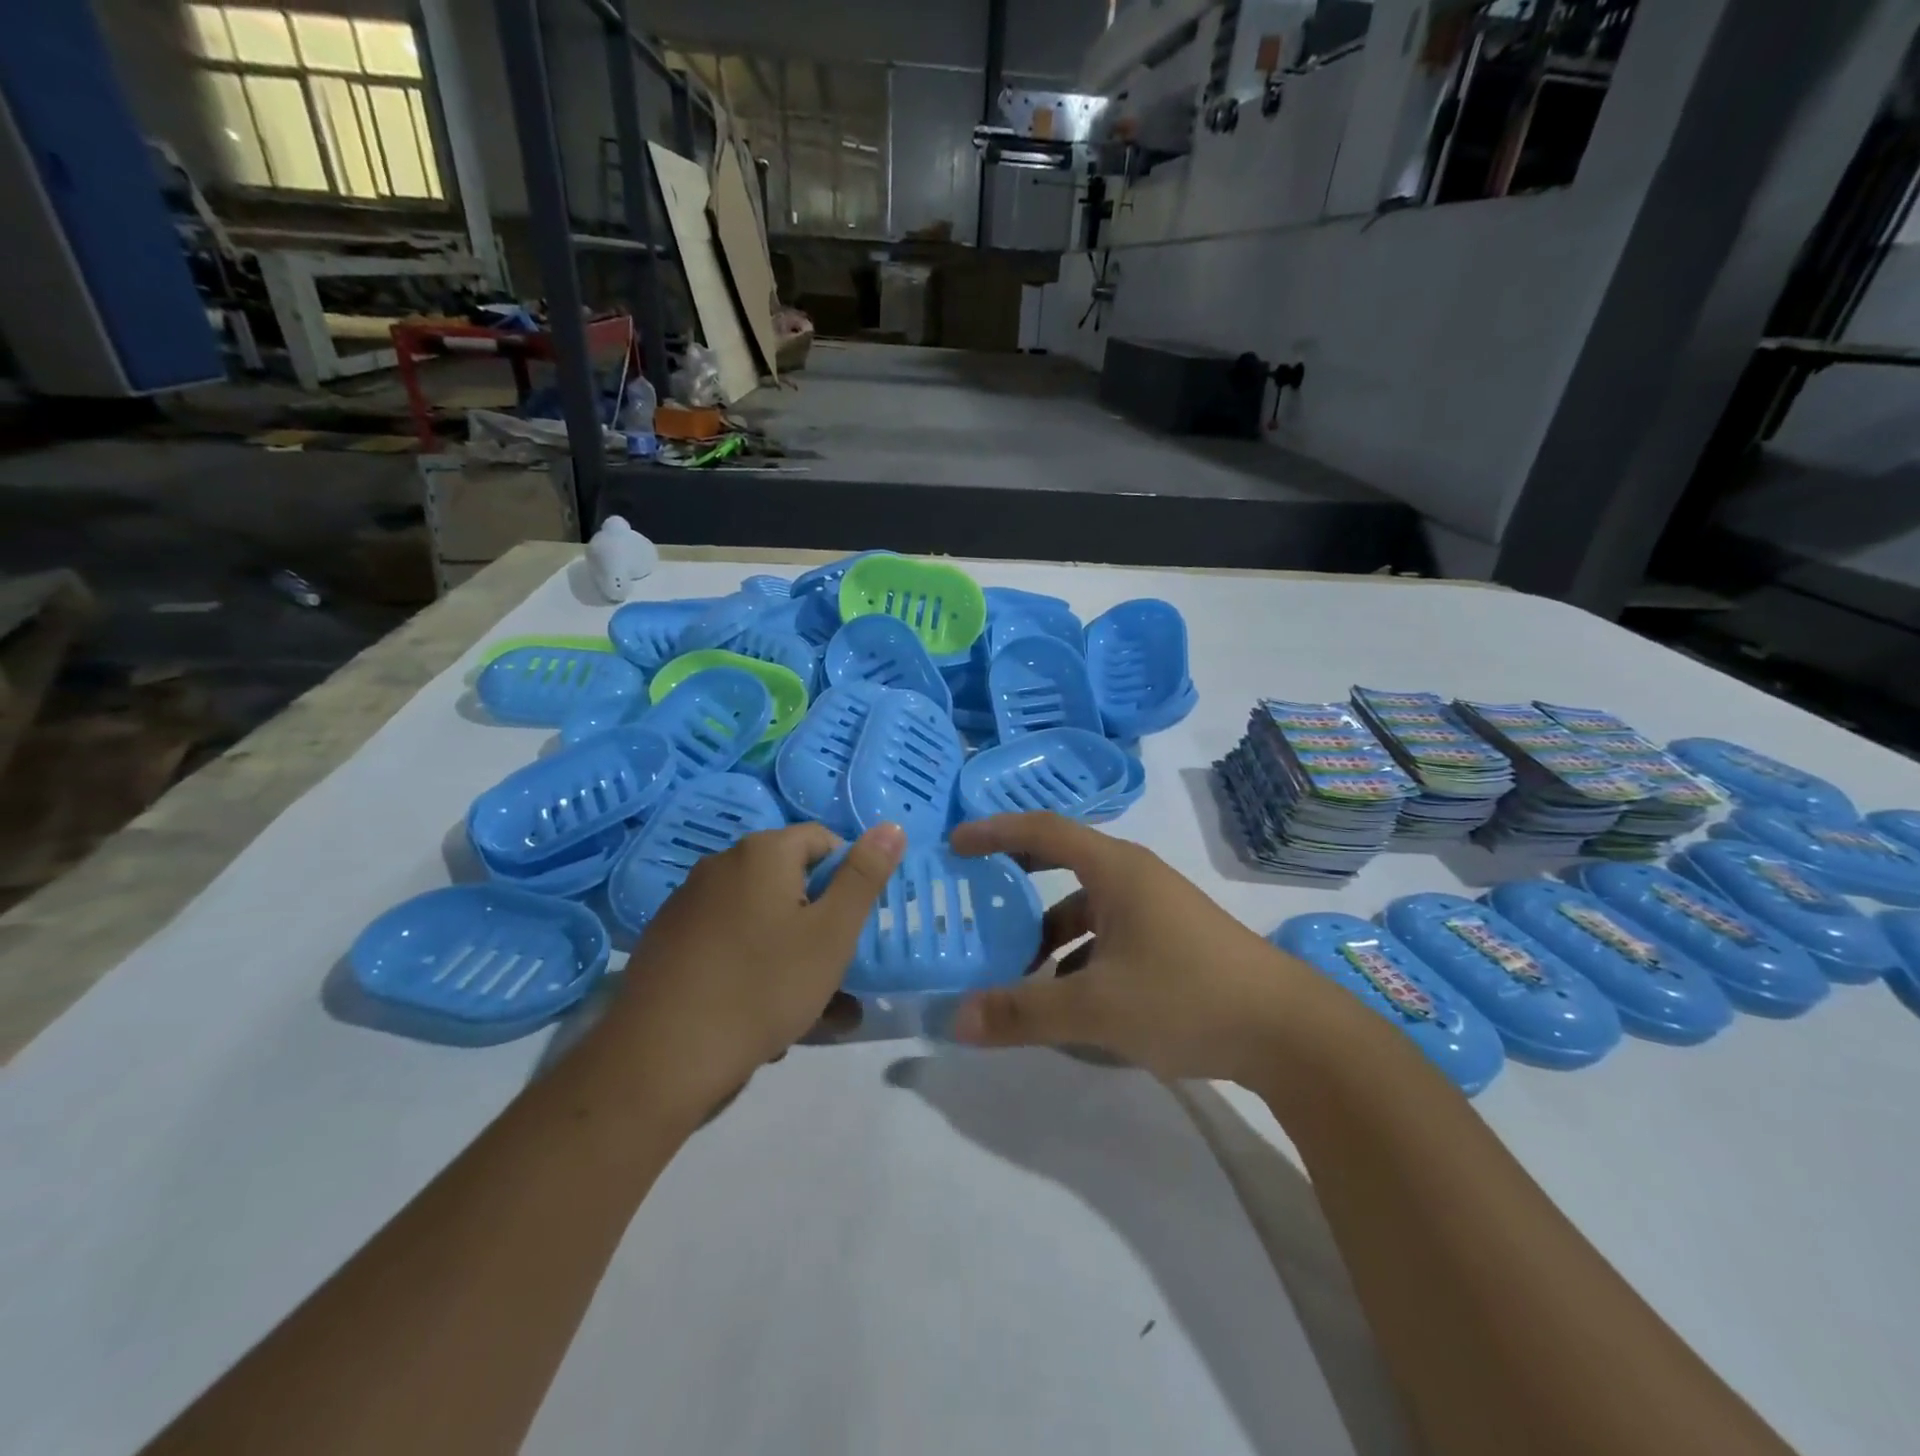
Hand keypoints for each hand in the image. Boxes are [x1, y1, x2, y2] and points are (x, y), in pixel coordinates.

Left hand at [612, 822, 904, 1104]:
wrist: (662, 1057)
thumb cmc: (763, 986)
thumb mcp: (832, 933)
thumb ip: (864, 876)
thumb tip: (891, 826)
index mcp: (762, 852)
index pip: (822, 841)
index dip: (846, 879)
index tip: (852, 926)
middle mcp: (721, 865)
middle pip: (789, 881)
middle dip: (817, 924)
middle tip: (832, 973)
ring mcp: (688, 904)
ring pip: (759, 918)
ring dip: (788, 952)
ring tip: (803, 1008)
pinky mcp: (667, 942)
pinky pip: (726, 942)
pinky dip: (749, 965)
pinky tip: (756, 1013)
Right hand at [947, 813, 1324, 1082]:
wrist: (1290, 1033)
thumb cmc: (1187, 997)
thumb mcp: (1095, 1008)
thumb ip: (1022, 1012)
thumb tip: (956, 1019)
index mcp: (1115, 870)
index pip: (1043, 829)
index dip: (995, 831)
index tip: (956, 845)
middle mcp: (1135, 878)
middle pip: (1063, 862)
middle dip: (1018, 877)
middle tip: (978, 894)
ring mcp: (1157, 909)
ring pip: (1087, 908)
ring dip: (1049, 933)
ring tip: (1018, 972)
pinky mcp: (1173, 940)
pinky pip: (1110, 935)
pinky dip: (1080, 956)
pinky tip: (1070, 1000)